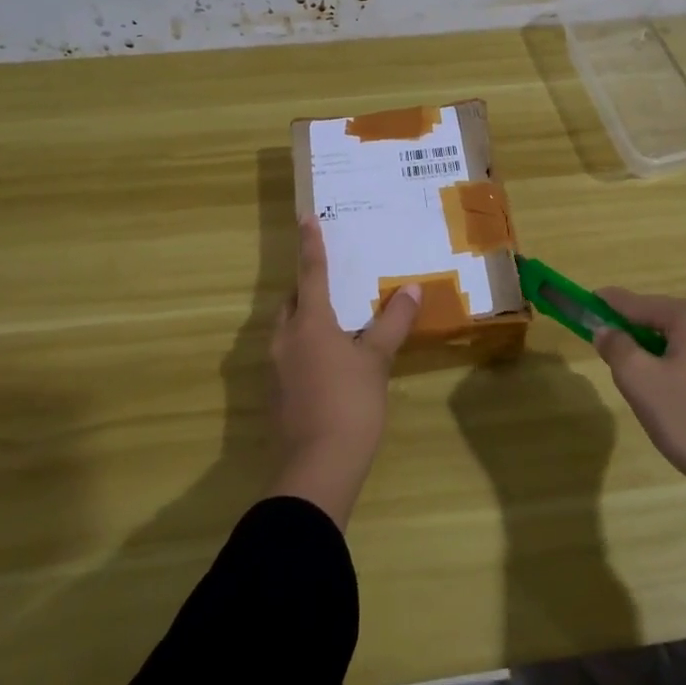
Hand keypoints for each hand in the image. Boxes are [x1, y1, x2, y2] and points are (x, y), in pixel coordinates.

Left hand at [266, 217, 419, 526]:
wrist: (317, 467)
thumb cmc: (351, 404)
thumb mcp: (376, 361)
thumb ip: (392, 323)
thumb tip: (410, 289)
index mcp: (309, 323)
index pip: (311, 273)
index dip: (311, 245)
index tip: (306, 217)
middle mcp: (285, 339)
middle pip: (293, 302)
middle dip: (308, 289)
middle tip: (335, 284)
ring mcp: (275, 369)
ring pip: (288, 330)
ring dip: (306, 320)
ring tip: (336, 324)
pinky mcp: (275, 394)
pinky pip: (289, 355)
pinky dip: (305, 348)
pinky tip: (328, 364)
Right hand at [591, 288, 685, 504]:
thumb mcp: (640, 382)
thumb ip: (617, 348)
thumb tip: (607, 330)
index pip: (637, 302)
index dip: (607, 304)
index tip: (583, 304)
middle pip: (660, 319)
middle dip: (633, 334)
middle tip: (612, 360)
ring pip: (680, 341)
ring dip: (656, 354)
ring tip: (642, 387)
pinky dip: (678, 367)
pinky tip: (674, 399)